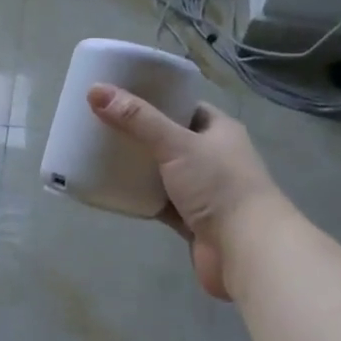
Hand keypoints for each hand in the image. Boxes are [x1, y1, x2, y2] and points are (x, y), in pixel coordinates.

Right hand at [87, 85, 289, 300]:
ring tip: (101, 155)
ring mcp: (202, 191)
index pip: (184, 106)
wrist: (245, 250)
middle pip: (169, 139)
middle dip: (139, 134)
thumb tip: (95, 90)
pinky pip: (159, 202)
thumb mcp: (176, 144)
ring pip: (162, 173)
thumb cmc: (218, 187)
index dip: (154, 99)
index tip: (120, 97)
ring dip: (138, 167)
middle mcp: (213, 157)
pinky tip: (113, 191)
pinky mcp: (191, 220)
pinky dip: (139, 198)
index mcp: (219, 130)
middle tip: (102, 125)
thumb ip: (137, 120)